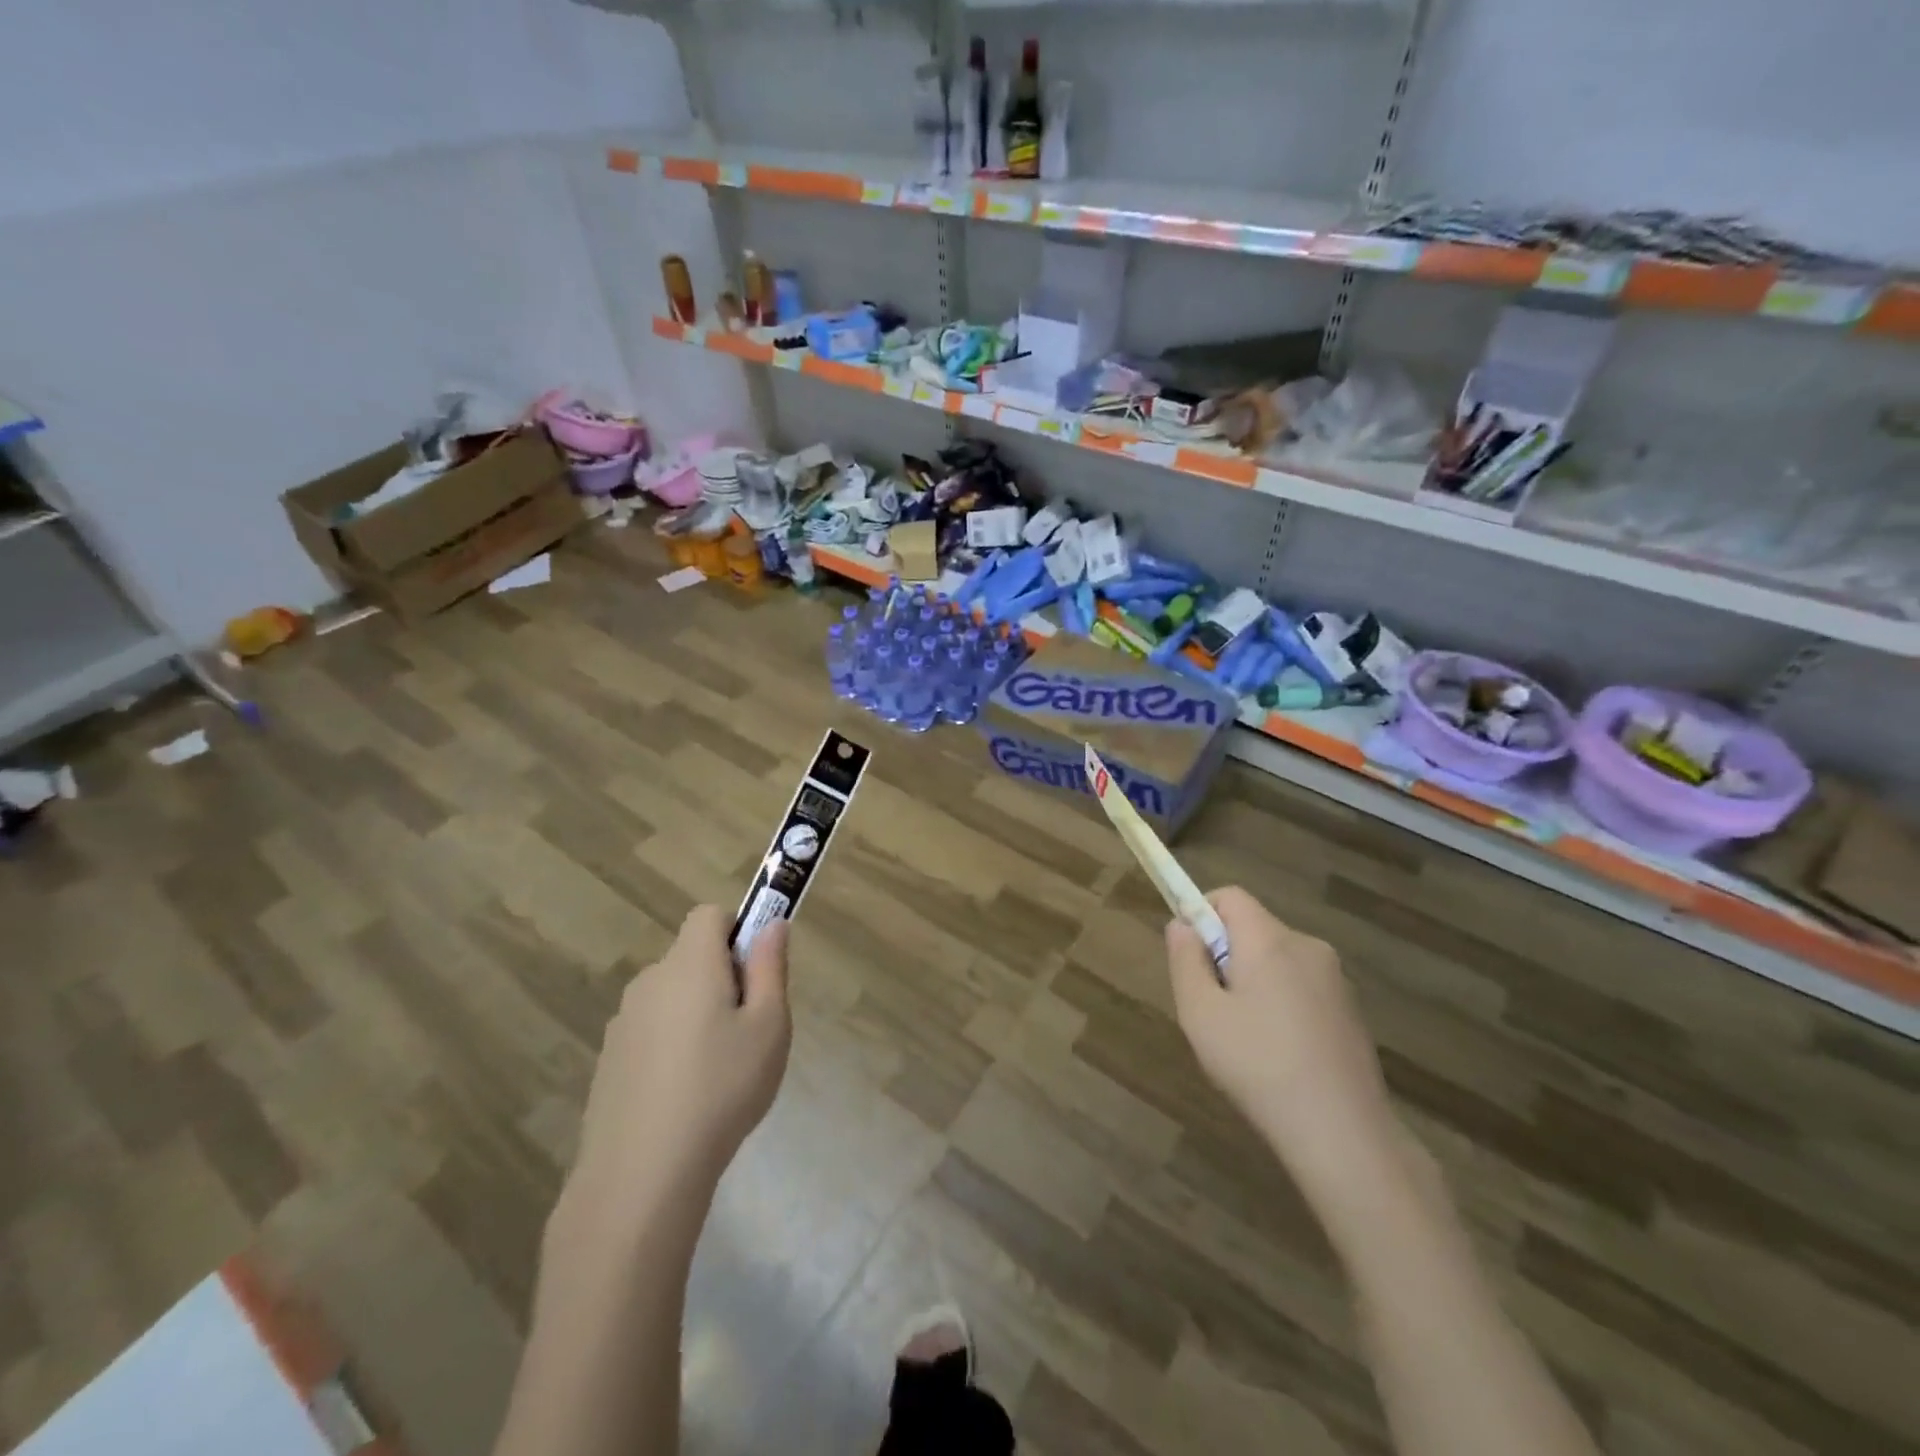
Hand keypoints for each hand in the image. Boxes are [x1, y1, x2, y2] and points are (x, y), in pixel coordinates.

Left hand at [570, 906, 792, 1211]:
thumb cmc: (721, 1088)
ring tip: (718, 1071)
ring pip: (672, 997)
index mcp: (690, 964)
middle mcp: (650, 981)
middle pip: (692, 957)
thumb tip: (773, 924)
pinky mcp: (609, 1060)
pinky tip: (685, 1097)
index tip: (755, 974)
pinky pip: (652, 1032)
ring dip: (697, 1014)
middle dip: (722, 978)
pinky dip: (671, 1046)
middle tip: (748, 1029)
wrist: (641, 1174)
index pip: (709, 915)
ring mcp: (623, 1022)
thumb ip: (771, 968)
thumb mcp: (769, 1026)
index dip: (737, 931)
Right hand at [1166, 887, 1398, 1201]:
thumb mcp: (1200, 1013)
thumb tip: (1182, 926)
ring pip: (1277, 961)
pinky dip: (1281, 1005)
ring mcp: (1336, 980)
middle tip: (1211, 1008)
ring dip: (1253, 982)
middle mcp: (1308, 947)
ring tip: (1244, 1040)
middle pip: (1253, 929)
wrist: (1344, 1135)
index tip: (1190, 958)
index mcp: (1270, 940)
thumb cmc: (1258, 1066)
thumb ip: (1185, 960)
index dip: (1201, 914)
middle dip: (1225, 955)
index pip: (1230, 896)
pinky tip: (1278, 1056)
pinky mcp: (1352, 1012)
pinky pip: (1301, 988)